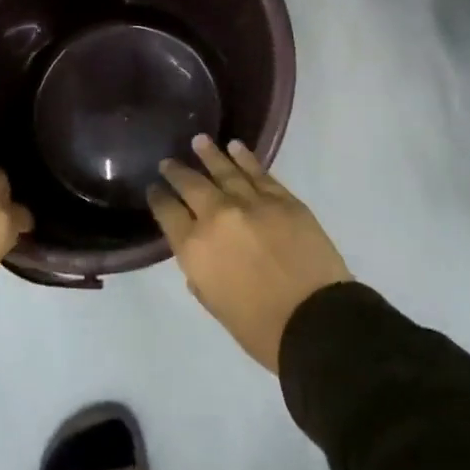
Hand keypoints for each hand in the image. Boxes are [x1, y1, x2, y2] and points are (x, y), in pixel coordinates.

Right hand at [148, 136, 351, 372]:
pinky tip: (235, 147)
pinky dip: (245, 158)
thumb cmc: (260, 328)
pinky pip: (258, 172)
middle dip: (177, 172)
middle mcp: (217, 217)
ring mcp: (251, 203)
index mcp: (194, 248)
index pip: (167, 213)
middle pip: (191, 185)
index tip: (154, 188)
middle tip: (169, 162)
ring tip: (199, 141)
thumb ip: (200, 275)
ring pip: (224, 170)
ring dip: (209, 154)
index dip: (158, 198)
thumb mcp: (215, 306)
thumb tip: (199, 255)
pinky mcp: (282, 198)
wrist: (315, 321)